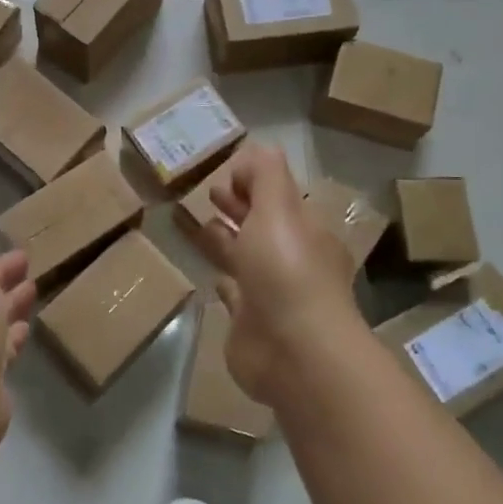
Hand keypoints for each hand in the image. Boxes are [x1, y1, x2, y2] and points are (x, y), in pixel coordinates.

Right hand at [198, 144, 363, 403]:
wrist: (294, 352)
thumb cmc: (287, 271)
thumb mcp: (278, 208)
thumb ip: (265, 175)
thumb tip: (253, 151)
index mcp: (304, 230)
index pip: (279, 196)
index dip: (254, 181)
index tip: (225, 173)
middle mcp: (291, 259)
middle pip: (261, 224)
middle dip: (238, 206)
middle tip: (208, 193)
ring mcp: (270, 292)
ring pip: (244, 257)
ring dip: (225, 240)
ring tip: (198, 225)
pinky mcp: (250, 322)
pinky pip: (234, 294)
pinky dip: (224, 282)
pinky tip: (211, 276)